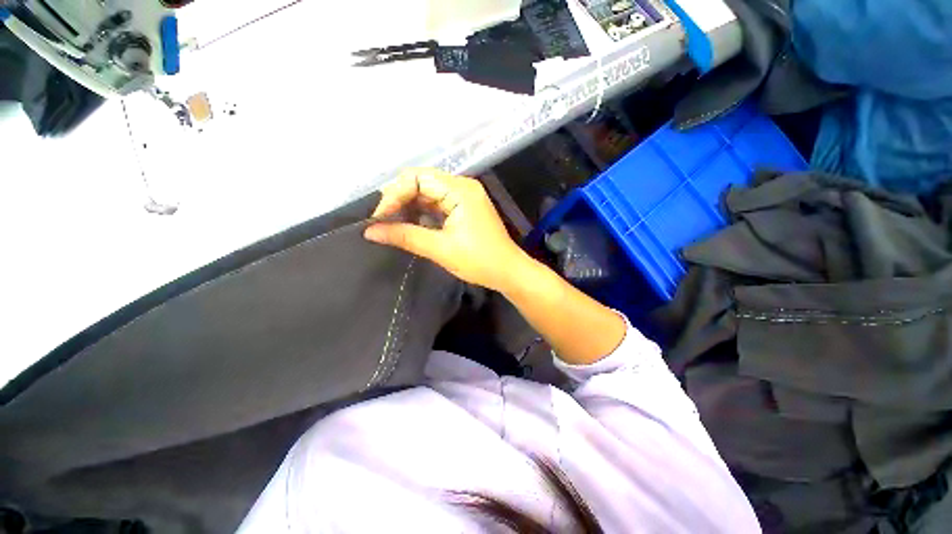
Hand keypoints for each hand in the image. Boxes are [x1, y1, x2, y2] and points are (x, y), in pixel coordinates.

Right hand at [364, 168, 527, 292]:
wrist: (508, 272)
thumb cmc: (479, 261)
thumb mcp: (440, 249)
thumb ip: (405, 236)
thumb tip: (370, 231)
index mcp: (460, 190)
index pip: (417, 178)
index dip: (394, 194)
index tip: (379, 217)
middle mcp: (462, 186)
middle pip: (421, 182)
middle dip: (399, 200)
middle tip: (382, 221)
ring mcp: (464, 197)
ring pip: (427, 194)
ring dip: (408, 207)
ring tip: (391, 225)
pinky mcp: (463, 209)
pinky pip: (436, 204)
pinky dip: (421, 214)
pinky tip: (409, 225)